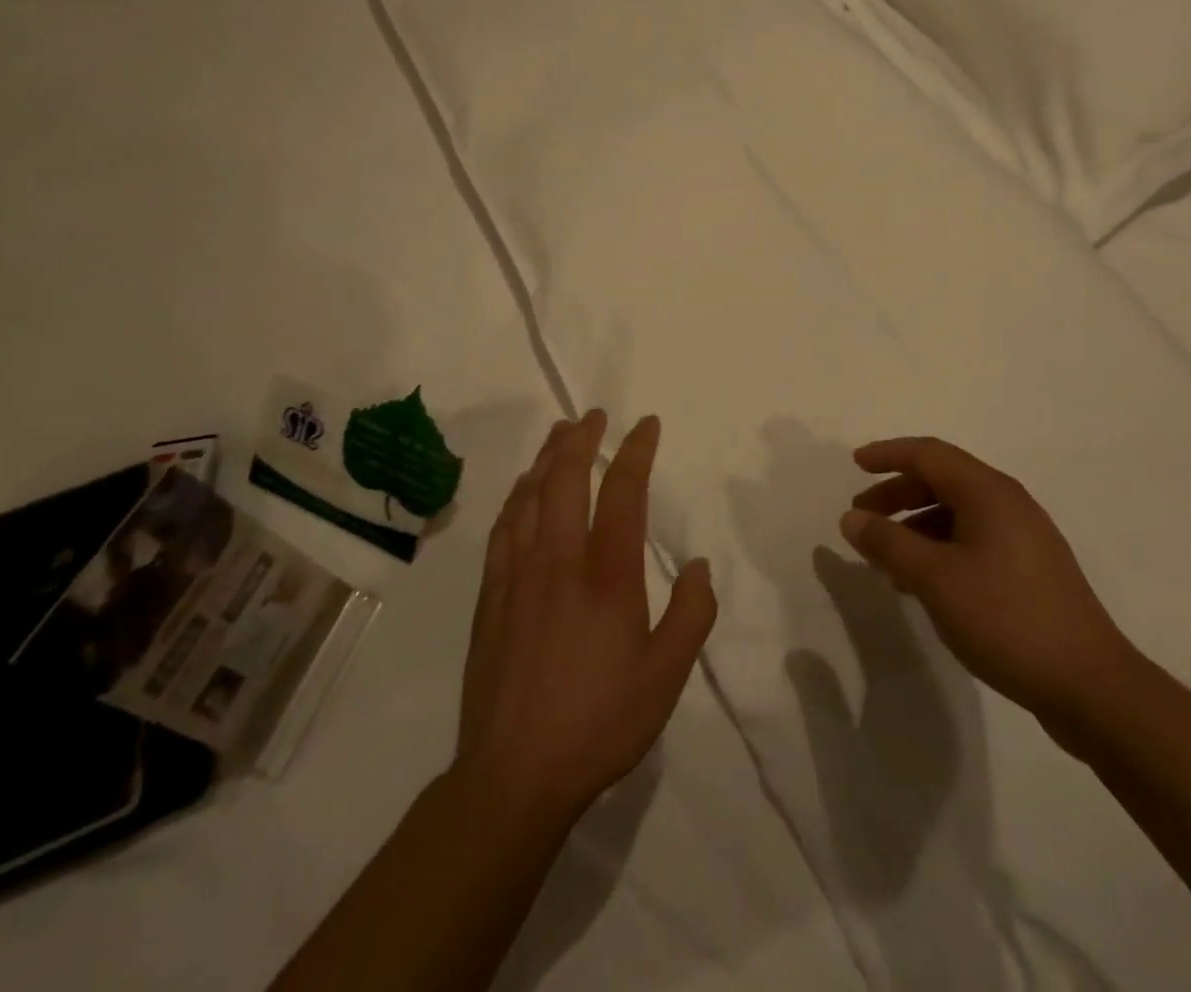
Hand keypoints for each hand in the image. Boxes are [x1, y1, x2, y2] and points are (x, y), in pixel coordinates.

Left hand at [454, 410, 716, 823]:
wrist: (514, 775)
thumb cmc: (599, 722)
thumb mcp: (666, 676)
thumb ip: (691, 614)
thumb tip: (700, 565)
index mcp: (607, 575)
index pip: (622, 492)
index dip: (635, 450)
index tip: (646, 424)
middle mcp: (559, 561)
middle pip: (565, 479)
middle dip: (581, 439)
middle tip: (593, 415)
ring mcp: (517, 576)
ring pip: (529, 497)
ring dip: (545, 458)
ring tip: (558, 436)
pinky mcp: (490, 598)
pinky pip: (502, 529)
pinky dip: (515, 498)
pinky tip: (520, 492)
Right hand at [843, 436, 1137, 748]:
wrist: (1089, 686)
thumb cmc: (1006, 618)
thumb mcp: (935, 579)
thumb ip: (888, 543)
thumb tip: (852, 518)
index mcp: (988, 493)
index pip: (929, 454)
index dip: (888, 454)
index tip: (855, 464)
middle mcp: (1008, 504)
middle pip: (942, 481)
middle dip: (897, 494)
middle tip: (862, 518)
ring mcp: (1023, 538)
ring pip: (956, 514)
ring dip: (915, 526)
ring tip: (885, 559)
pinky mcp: (1030, 570)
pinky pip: (972, 541)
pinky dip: (939, 549)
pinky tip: (922, 583)